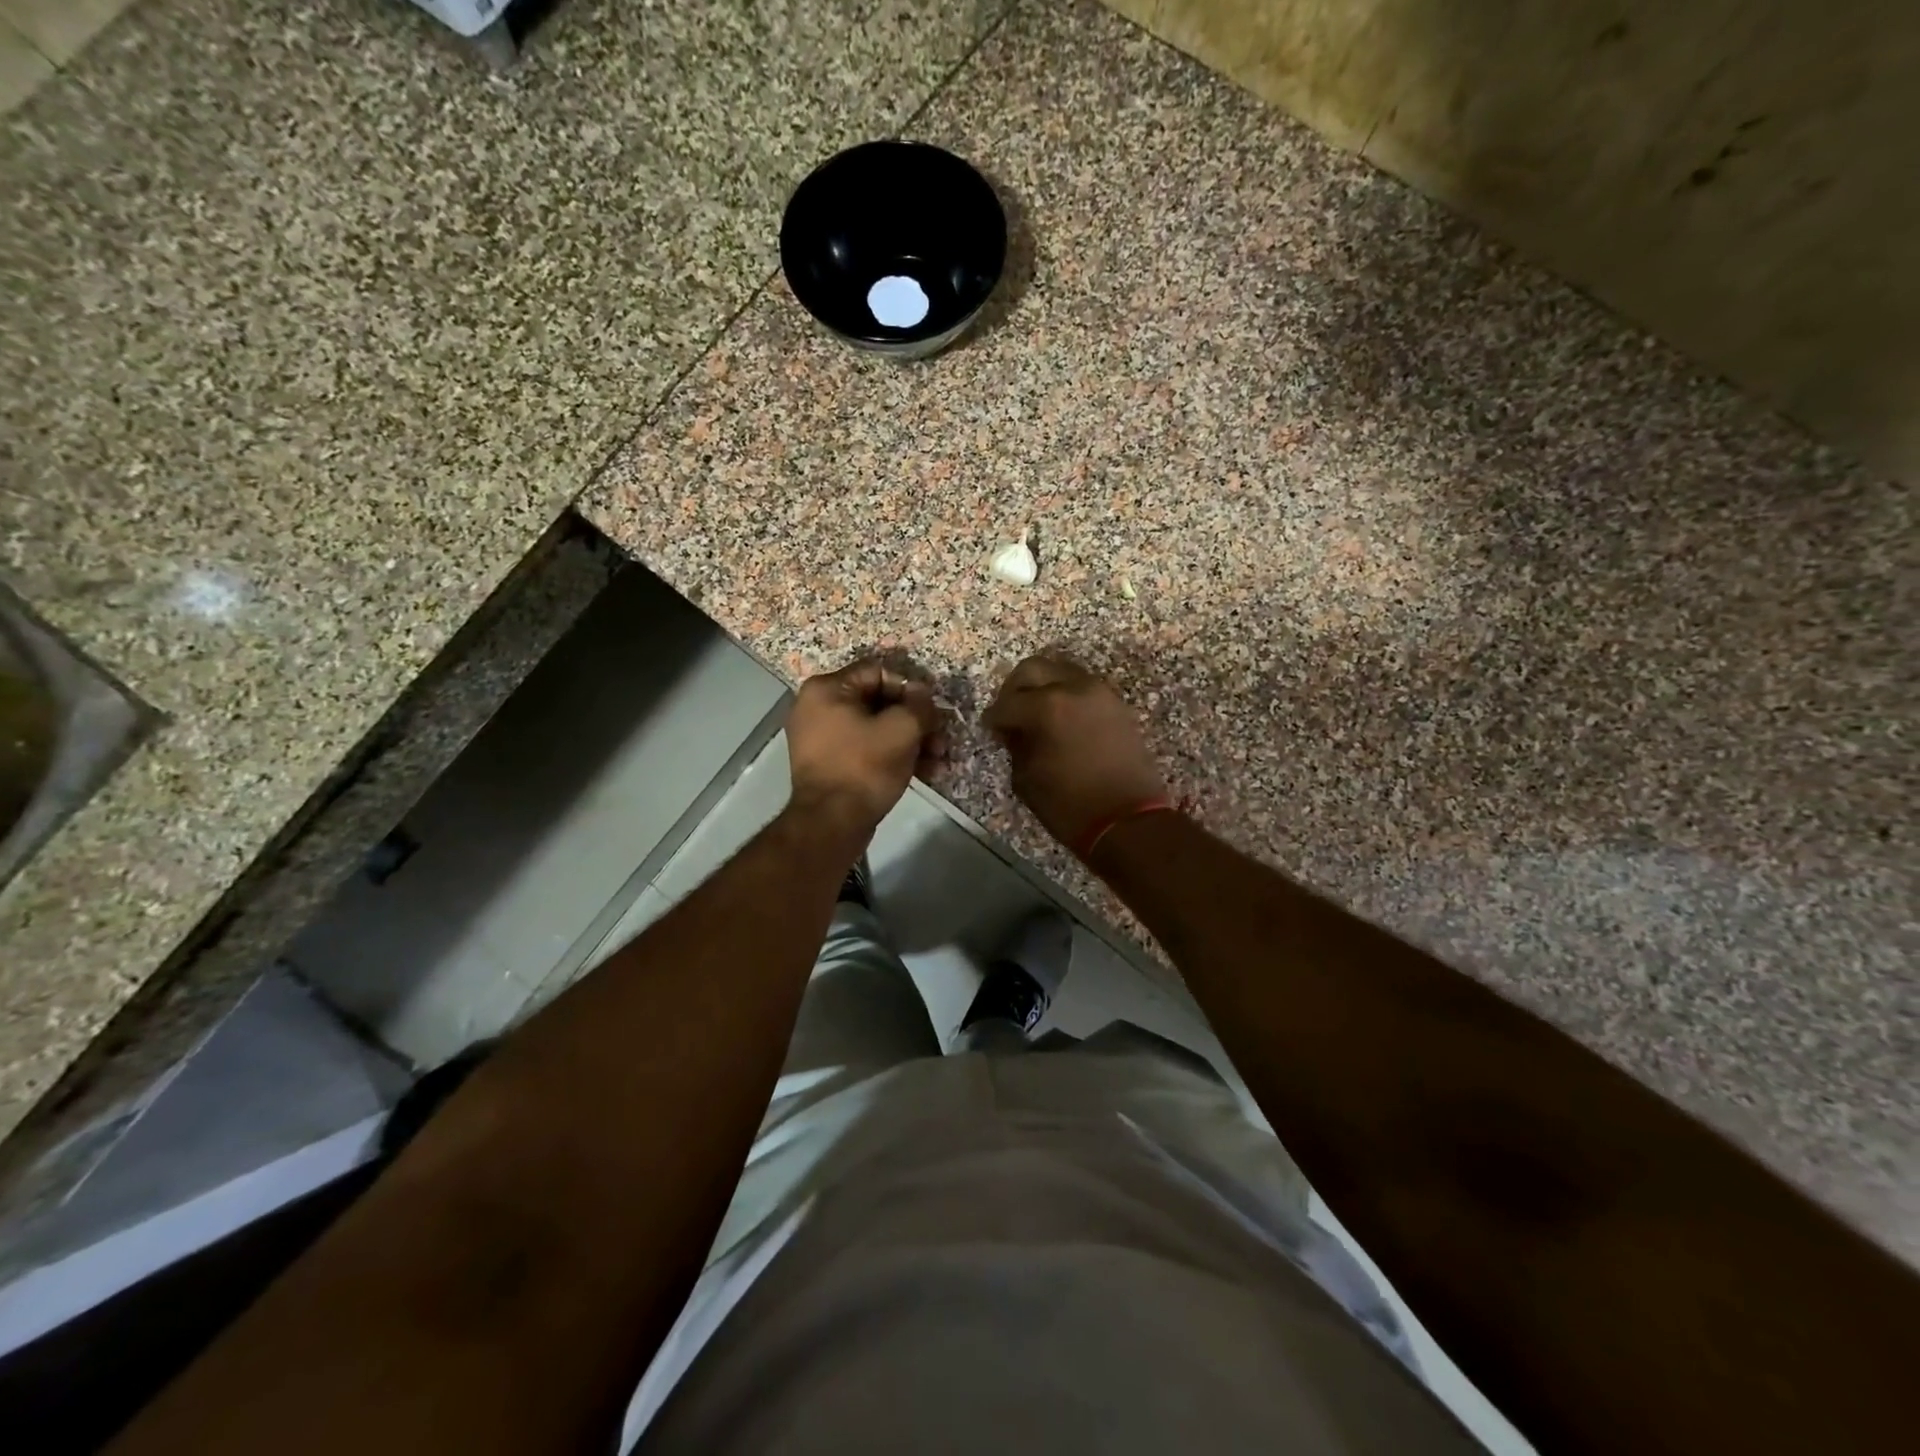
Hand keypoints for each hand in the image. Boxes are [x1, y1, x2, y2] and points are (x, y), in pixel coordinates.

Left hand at [785, 658, 946, 843]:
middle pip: (879, 702)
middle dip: (915, 720)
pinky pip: (867, 749)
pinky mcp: (831, 764)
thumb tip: (924, 697)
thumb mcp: (901, 729)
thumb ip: (919, 705)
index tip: (934, 709)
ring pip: (876, 728)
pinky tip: (925, 771)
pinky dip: (894, 755)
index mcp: (827, 689)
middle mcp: (818, 708)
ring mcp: (822, 738)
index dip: (912, 688)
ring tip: (939, 758)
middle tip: (942, 737)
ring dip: (911, 740)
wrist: (831, 824)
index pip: (879, 672)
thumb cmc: (864, 767)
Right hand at [983, 655, 1168, 853]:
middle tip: (1010, 713)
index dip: (994, 718)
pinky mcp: (1117, 705)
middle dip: (1015, 689)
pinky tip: (1060, 721)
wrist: (1129, 821)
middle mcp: (1074, 688)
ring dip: (1044, 687)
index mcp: (1047, 707)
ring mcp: (1100, 693)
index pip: (1007, 703)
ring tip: (1036, 715)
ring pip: (1061, 672)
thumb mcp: (1027, 779)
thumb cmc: (1070, 805)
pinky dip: (1067, 696)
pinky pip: (1083, 688)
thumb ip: (1016, 745)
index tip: (991, 729)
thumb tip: (1014, 731)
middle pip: (1033, 669)